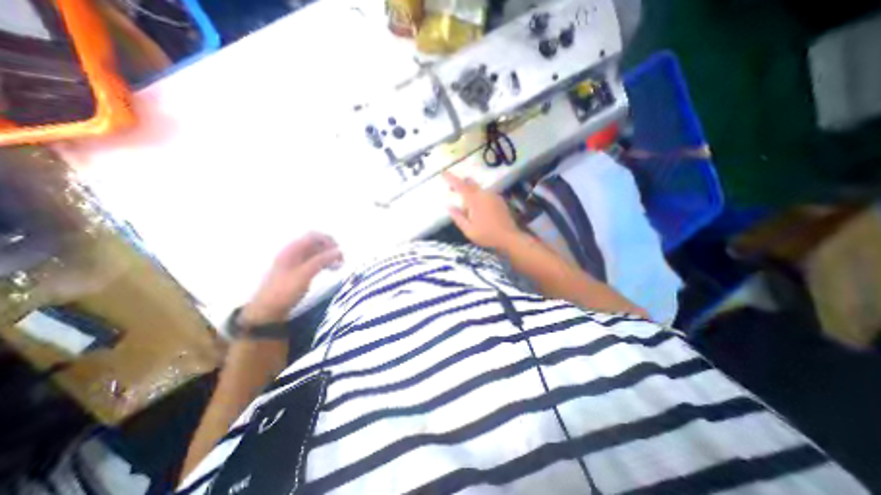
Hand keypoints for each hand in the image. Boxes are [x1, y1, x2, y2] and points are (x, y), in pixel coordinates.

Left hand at [240, 232, 344, 325]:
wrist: (267, 310)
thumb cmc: (285, 290)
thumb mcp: (305, 274)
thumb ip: (322, 260)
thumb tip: (339, 251)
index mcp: (293, 249)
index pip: (314, 236)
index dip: (328, 240)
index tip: (338, 252)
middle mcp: (294, 253)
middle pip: (316, 243)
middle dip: (330, 249)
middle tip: (342, 260)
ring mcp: (296, 262)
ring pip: (317, 253)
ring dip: (329, 257)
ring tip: (339, 266)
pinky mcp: (299, 271)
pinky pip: (315, 262)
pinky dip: (325, 263)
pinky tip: (332, 270)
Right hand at [440, 171, 520, 251]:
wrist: (509, 237)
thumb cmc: (487, 235)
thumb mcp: (468, 230)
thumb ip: (457, 217)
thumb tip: (448, 206)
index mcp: (474, 200)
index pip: (460, 185)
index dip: (451, 178)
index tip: (443, 173)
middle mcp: (484, 194)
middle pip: (470, 182)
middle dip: (460, 183)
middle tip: (452, 190)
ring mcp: (493, 196)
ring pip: (478, 188)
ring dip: (470, 192)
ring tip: (467, 208)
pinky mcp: (499, 200)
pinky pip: (485, 194)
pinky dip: (479, 197)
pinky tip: (479, 210)